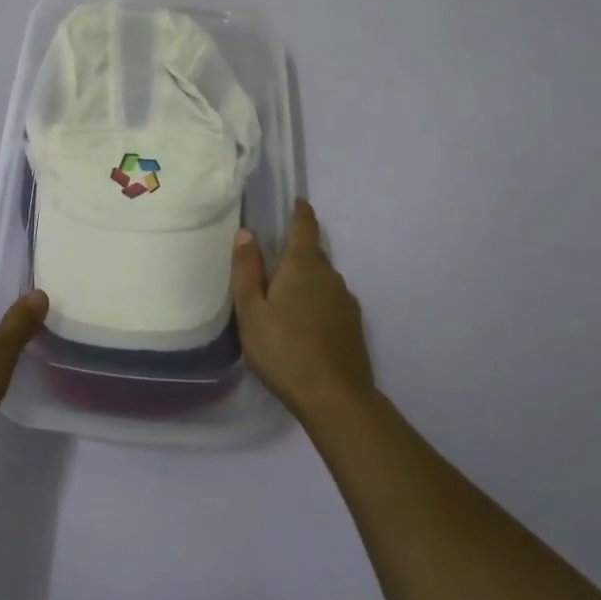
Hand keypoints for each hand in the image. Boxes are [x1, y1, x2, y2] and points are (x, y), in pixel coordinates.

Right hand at [232, 200, 374, 425]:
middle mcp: (330, 275)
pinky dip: (316, 303)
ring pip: (322, 280)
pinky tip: (304, 325)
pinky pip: (331, 301)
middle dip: (295, 253)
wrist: (336, 399)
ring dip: (305, 281)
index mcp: (303, 265)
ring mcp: (346, 301)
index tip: (296, 201)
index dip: (300, 211)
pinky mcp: (354, 326)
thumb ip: (247, 270)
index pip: (305, 226)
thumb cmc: (284, 350)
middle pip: (312, 254)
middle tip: (271, 264)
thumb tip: (246, 233)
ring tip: (284, 299)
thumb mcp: (251, 311)